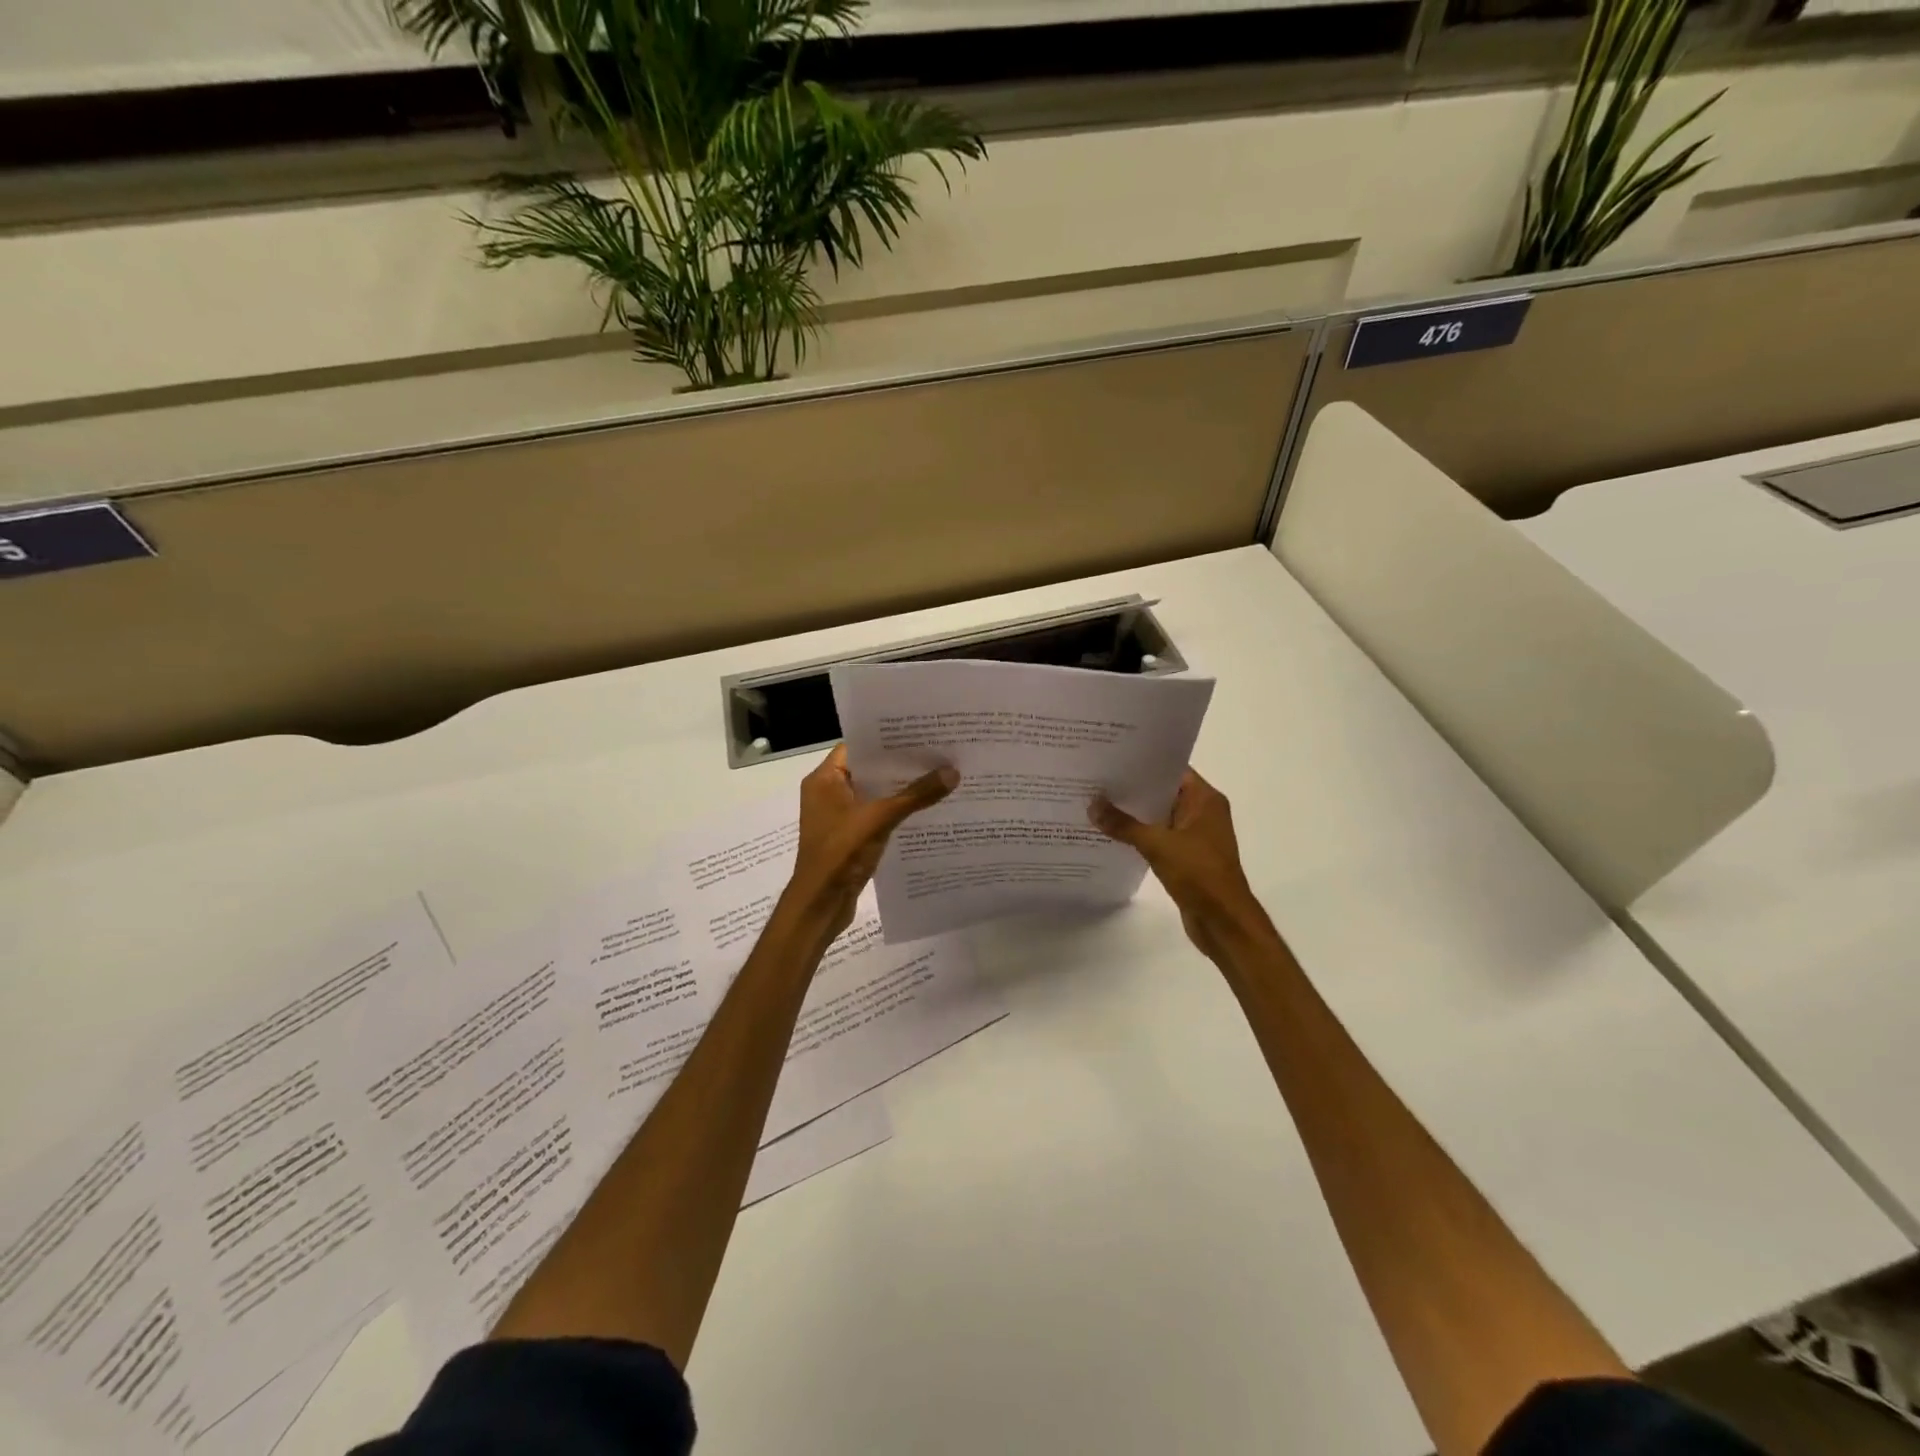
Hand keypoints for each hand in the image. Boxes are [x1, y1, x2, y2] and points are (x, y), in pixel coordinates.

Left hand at [781, 745, 958, 938]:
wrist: (819, 905)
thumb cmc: (840, 853)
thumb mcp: (879, 819)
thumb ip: (915, 795)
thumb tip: (953, 772)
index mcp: (825, 779)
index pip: (857, 746)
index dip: (886, 738)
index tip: (919, 732)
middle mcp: (828, 792)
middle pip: (869, 769)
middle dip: (900, 763)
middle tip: (938, 750)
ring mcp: (839, 816)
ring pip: (874, 793)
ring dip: (901, 788)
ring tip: (938, 774)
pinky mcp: (850, 836)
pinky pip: (876, 814)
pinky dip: (896, 810)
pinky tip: (926, 808)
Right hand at [1090, 769, 1275, 961]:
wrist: (1223, 921)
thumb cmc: (1199, 874)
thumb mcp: (1157, 845)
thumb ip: (1124, 825)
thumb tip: (1093, 806)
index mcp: (1205, 800)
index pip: (1171, 770)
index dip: (1143, 764)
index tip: (1112, 759)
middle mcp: (1203, 812)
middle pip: (1163, 792)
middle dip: (1133, 789)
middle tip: (1096, 780)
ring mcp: (1195, 836)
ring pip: (1159, 816)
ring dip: (1134, 814)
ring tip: (1097, 804)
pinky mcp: (1187, 857)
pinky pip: (1159, 837)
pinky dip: (1140, 835)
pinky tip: (1112, 834)